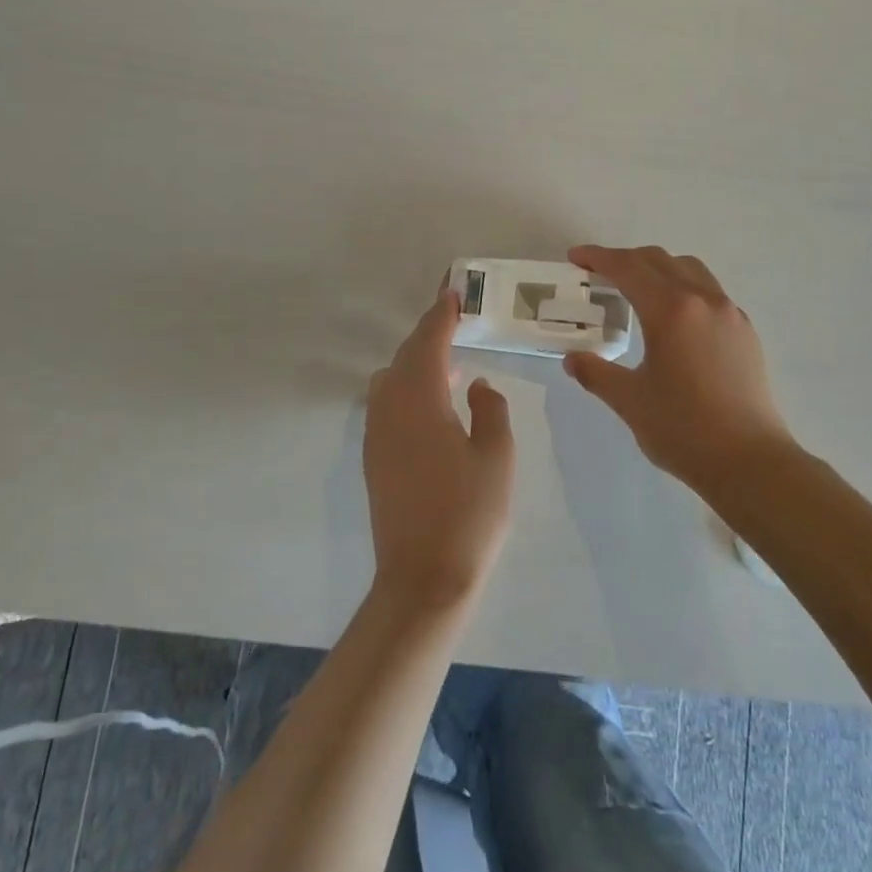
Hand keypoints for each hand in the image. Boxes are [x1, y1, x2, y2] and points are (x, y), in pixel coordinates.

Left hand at [363, 289, 515, 612]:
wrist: (424, 577)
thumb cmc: (470, 514)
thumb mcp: (497, 457)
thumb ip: (490, 410)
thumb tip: (476, 386)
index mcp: (420, 400)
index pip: (428, 343)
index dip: (440, 316)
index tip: (451, 294)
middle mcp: (389, 409)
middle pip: (404, 358)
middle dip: (427, 336)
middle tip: (452, 322)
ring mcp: (377, 435)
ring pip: (390, 381)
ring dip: (414, 364)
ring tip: (447, 366)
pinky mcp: (374, 459)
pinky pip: (386, 405)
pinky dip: (406, 390)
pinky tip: (433, 406)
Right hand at [563, 245, 798, 494]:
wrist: (749, 462)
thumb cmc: (683, 429)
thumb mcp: (630, 401)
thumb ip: (596, 374)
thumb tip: (573, 360)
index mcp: (671, 311)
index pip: (628, 269)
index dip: (598, 258)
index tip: (576, 258)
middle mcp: (703, 300)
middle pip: (659, 260)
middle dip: (625, 260)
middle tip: (598, 273)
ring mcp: (730, 314)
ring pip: (690, 270)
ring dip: (657, 268)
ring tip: (636, 288)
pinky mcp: (745, 332)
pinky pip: (709, 291)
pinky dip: (682, 288)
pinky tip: (673, 317)